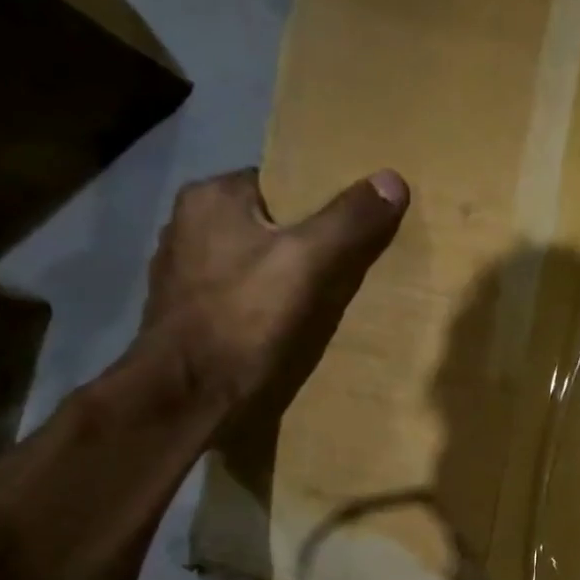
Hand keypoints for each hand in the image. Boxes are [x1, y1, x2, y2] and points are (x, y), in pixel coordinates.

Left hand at [140, 168, 408, 417]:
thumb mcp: (310, 263)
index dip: (323, 204)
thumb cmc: (245, 322)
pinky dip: (269, 308)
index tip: (358, 228)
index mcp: (210, 199)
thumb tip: (393, 178)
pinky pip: (245, 298)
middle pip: (271, 226)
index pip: (281, 184)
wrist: (189, 401)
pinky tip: (292, 329)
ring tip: (329, 301)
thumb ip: (350, 221)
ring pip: (257, 264)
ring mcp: (186, 276)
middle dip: (309, 244)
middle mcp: (189, 227)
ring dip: (289, 279)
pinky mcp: (191, 317)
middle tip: (353, 268)